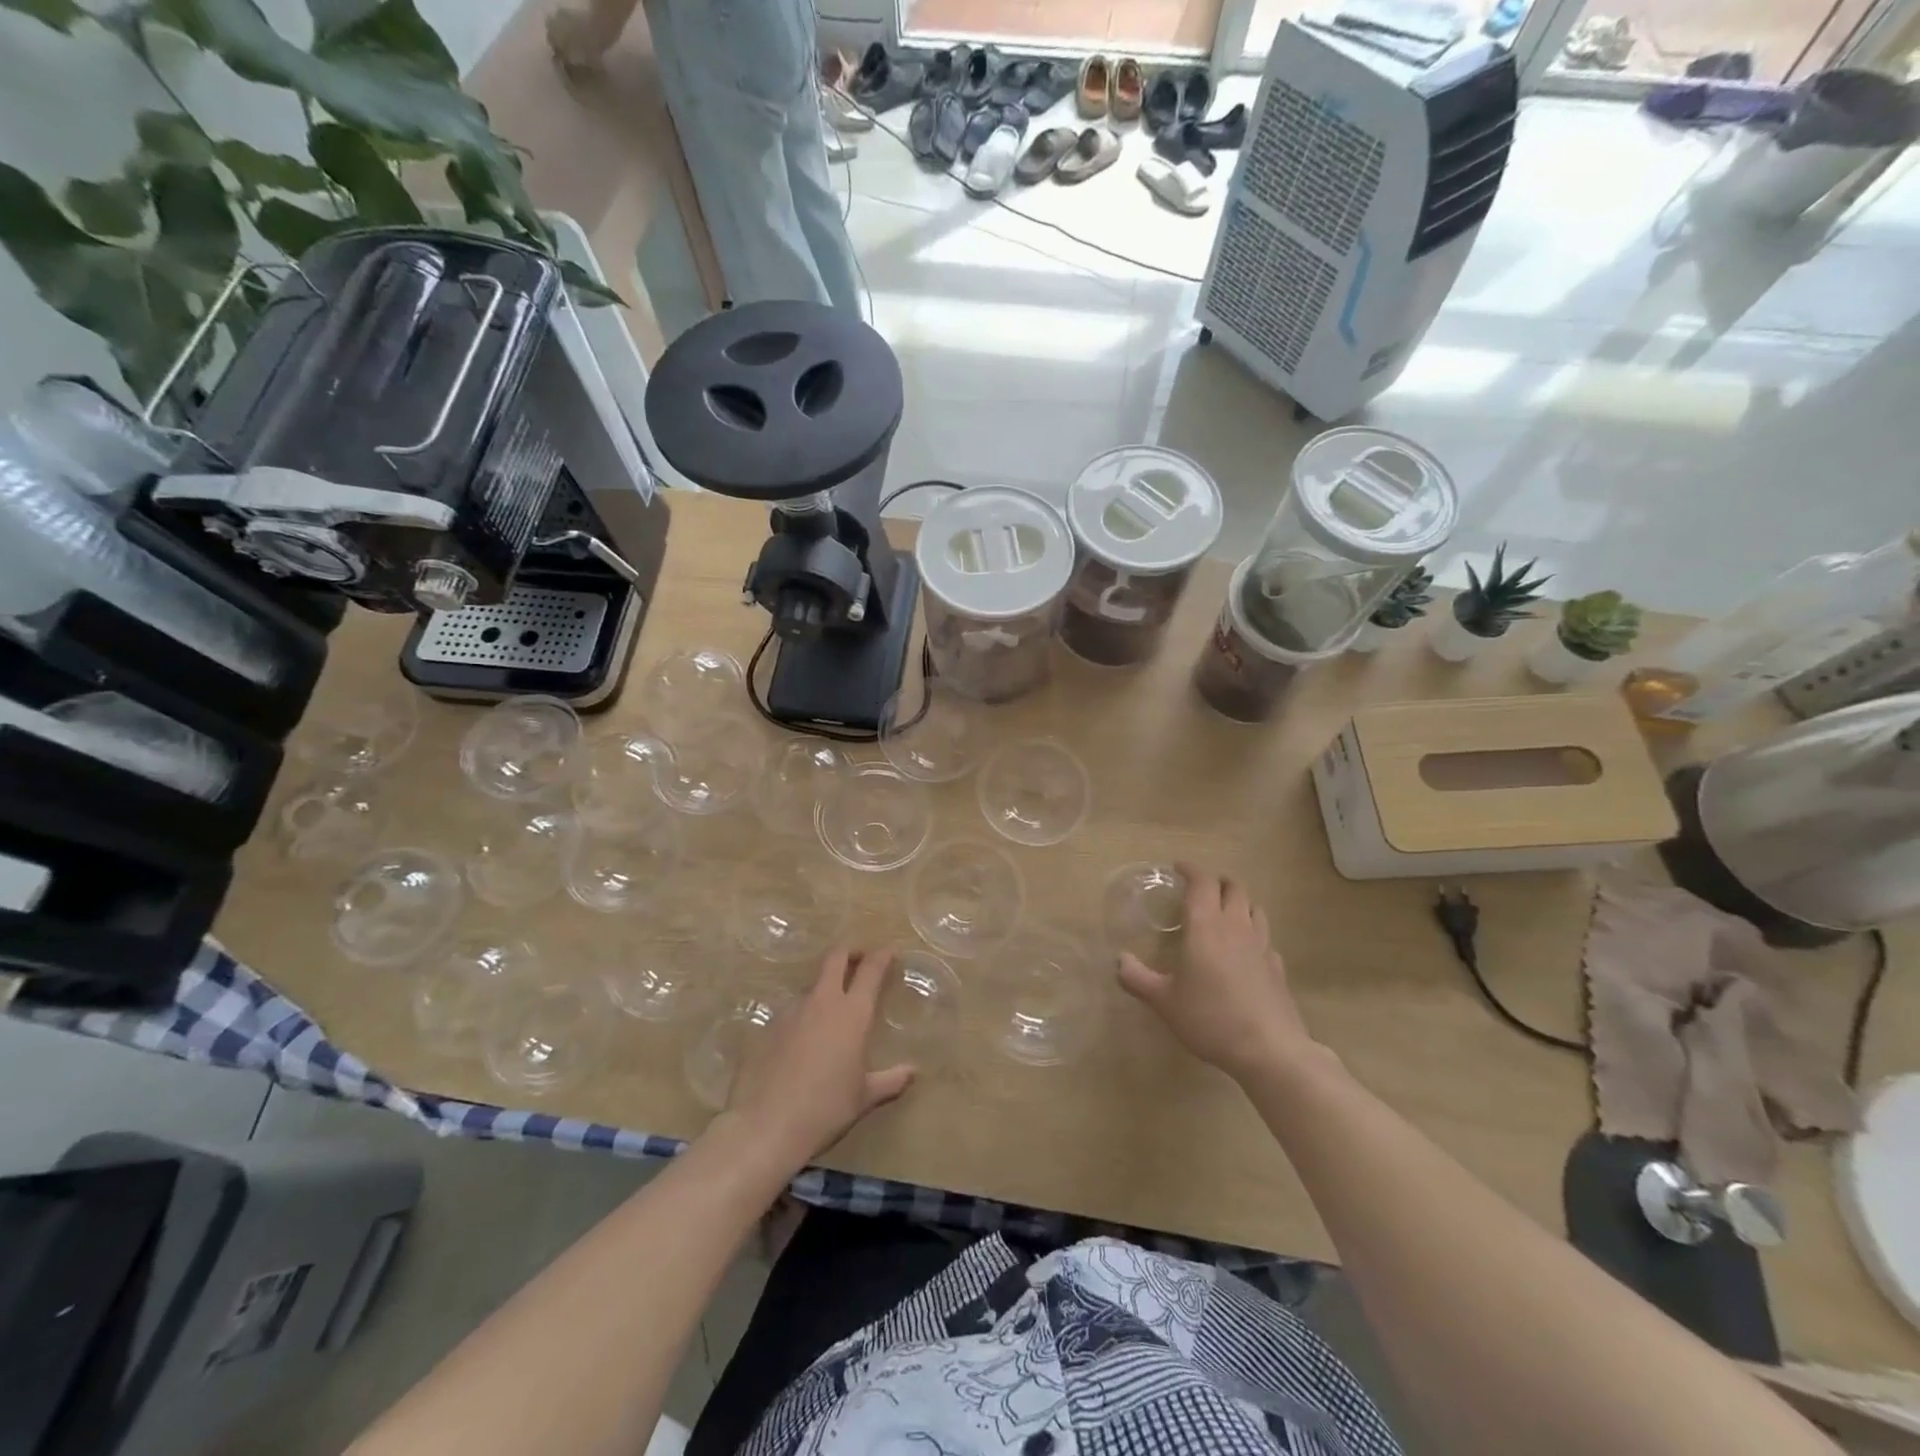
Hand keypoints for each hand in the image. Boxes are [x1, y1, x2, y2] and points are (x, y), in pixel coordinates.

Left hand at [721, 947, 914, 1167]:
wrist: (764, 1126)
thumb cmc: (825, 1110)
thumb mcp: (863, 1098)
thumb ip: (890, 1081)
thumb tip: (912, 1072)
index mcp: (852, 1014)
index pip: (870, 970)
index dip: (881, 956)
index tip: (890, 952)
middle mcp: (822, 1002)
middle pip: (835, 957)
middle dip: (850, 950)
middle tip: (860, 957)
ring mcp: (791, 1012)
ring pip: (812, 985)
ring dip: (825, 988)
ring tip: (832, 1011)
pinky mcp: (767, 1027)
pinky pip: (792, 1012)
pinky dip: (803, 1017)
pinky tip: (803, 1042)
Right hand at [1117, 864, 1318, 1082]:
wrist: (1268, 1049)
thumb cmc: (1210, 1018)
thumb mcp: (1164, 1001)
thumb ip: (1137, 978)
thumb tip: (1118, 961)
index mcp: (1206, 926)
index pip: (1202, 882)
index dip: (1190, 870)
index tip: (1177, 867)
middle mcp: (1235, 927)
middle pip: (1234, 888)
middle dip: (1217, 882)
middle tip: (1201, 889)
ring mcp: (1262, 946)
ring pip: (1255, 908)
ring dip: (1239, 902)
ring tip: (1225, 913)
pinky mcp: (1278, 967)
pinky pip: (1266, 938)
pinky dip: (1254, 934)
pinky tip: (1246, 951)